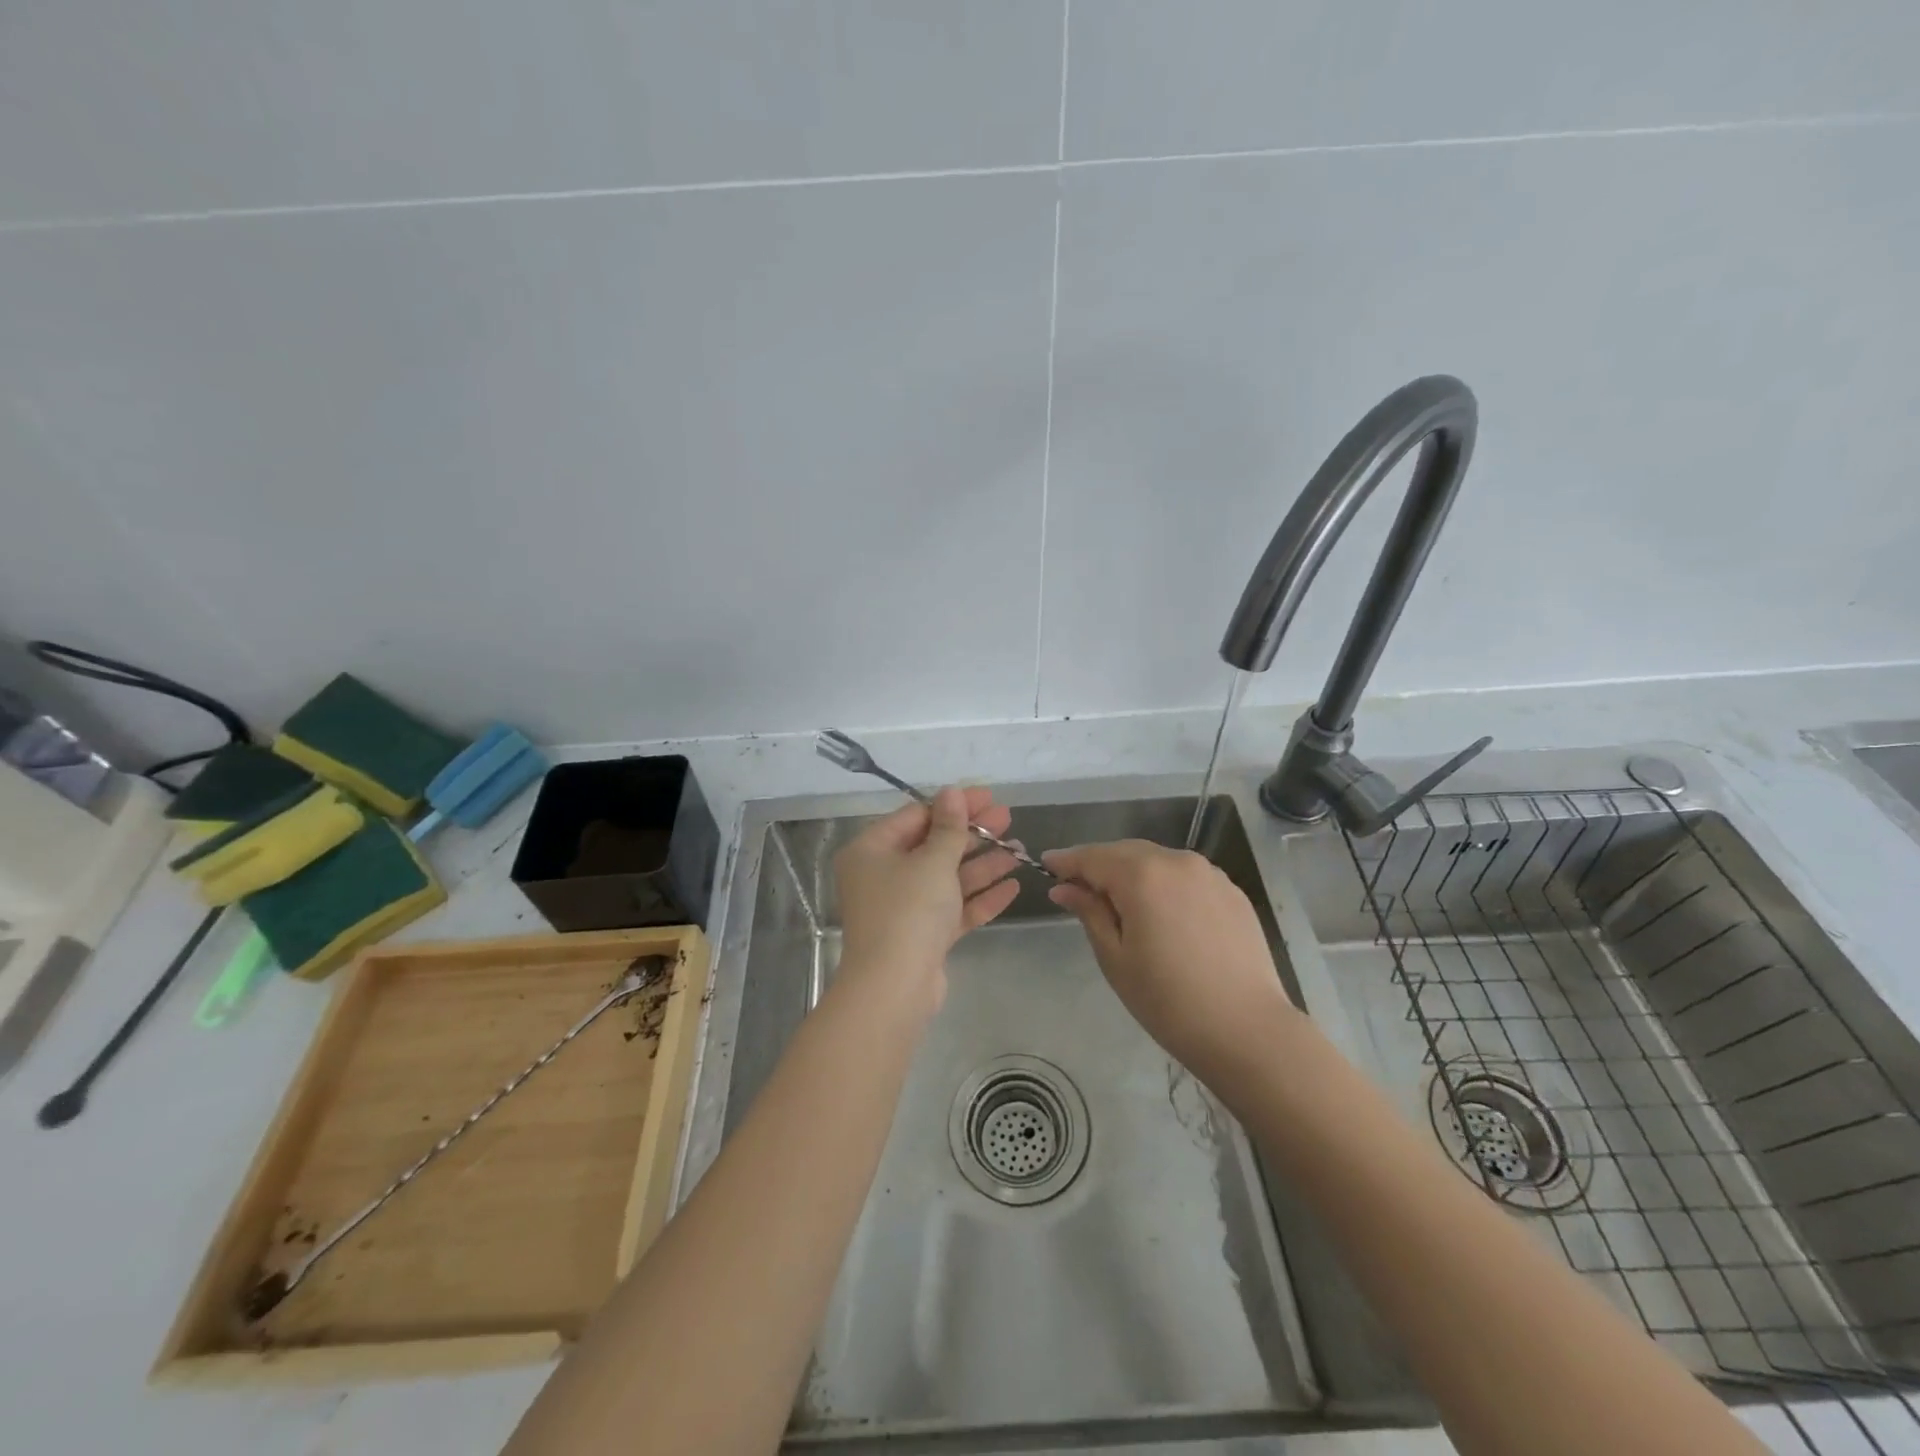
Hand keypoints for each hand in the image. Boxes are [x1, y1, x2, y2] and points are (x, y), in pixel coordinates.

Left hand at [833, 786, 1023, 1008]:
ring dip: (982, 864)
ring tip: (1020, 851)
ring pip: (947, 878)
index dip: (953, 805)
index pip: (916, 816)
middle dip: (973, 834)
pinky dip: (980, 897)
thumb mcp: (932, 861)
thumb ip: (948, 827)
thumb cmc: (908, 911)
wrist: (894, 989)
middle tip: (1008, 819)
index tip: (988, 796)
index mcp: (872, 851)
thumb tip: (951, 792)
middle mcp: (883, 876)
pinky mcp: (923, 936)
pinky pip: (953, 909)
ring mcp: (903, 909)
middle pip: (933, 846)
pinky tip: (1013, 886)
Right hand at [1043, 840, 1298, 1080]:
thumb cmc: (1168, 1000)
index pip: (1092, 857)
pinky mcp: (1232, 891)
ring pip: (1157, 861)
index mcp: (1142, 875)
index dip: (1066, 861)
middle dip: (1099, 864)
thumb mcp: (1115, 958)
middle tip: (1077, 888)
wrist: (1247, 1031)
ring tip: (1119, 901)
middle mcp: (1176, 861)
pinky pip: (1185, 876)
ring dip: (1132, 872)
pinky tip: (1161, 912)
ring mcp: (1209, 874)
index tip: (1046, 865)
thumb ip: (1089, 912)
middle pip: (1125, 852)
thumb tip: (1064, 888)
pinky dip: (1164, 883)